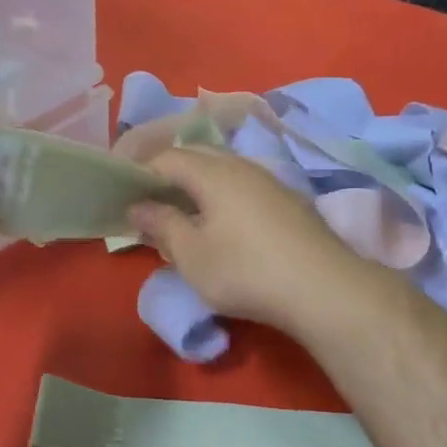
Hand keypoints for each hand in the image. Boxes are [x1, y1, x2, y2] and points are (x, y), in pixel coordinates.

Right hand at [129, 148, 372, 334]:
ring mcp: (270, 182)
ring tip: (180, 211)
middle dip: (168, 173)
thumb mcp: (191, 254)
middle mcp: (242, 167)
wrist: (324, 290)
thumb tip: (137, 205)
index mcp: (213, 173)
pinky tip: (220, 222)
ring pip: (223, 170)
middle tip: (148, 200)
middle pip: (197, 156)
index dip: (140, 170)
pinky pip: (243, 185)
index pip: (167, 157)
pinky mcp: (288, 202)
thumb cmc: (245, 271)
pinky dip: (220, 195)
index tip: (122, 191)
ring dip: (196, 183)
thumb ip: (162, 225)